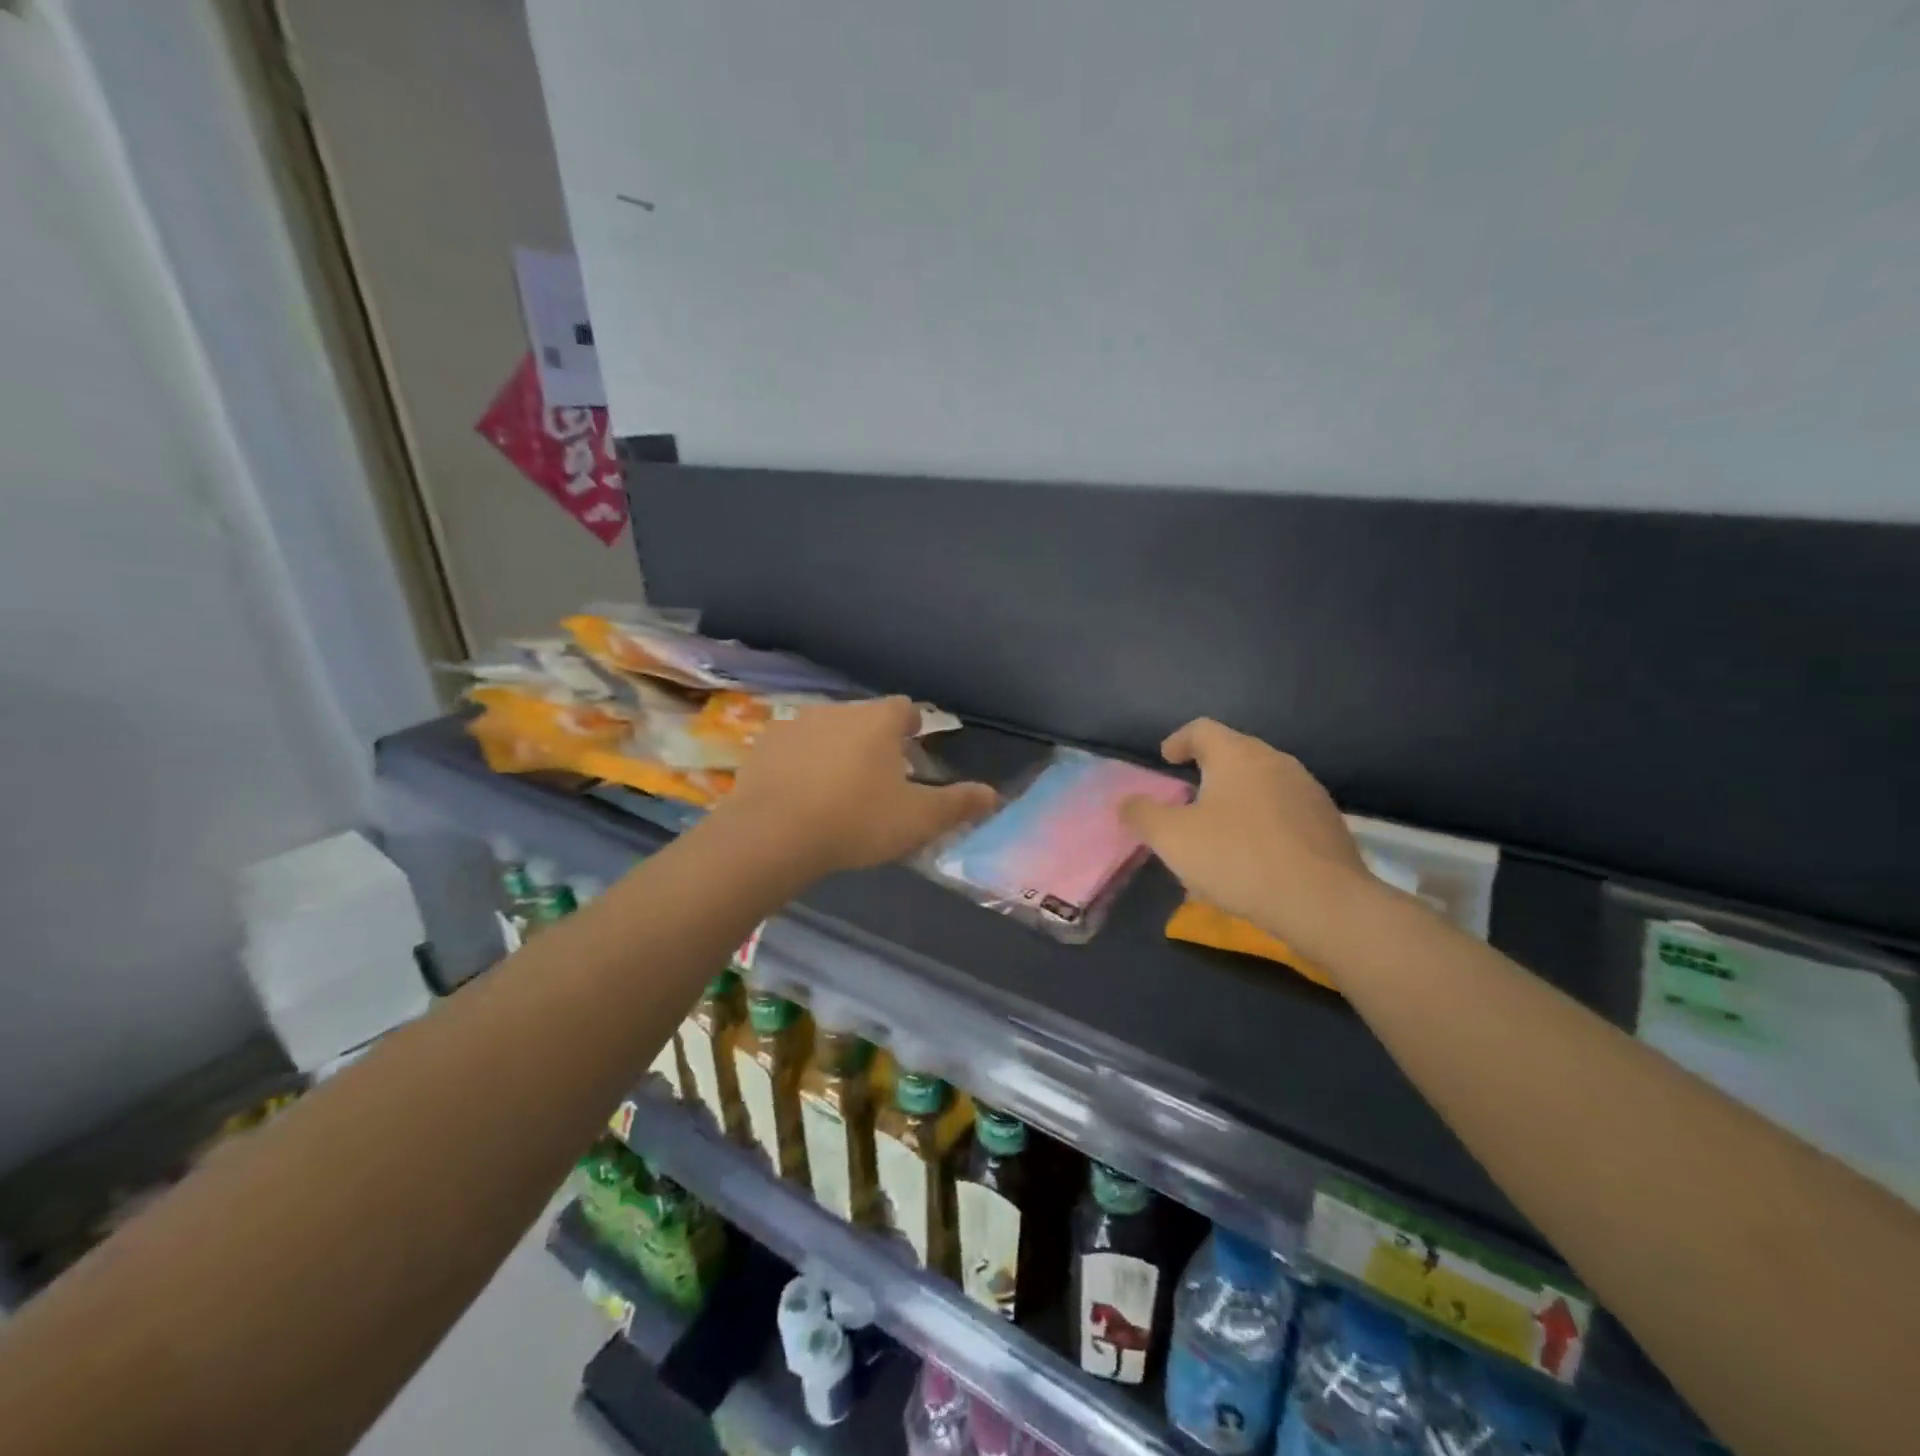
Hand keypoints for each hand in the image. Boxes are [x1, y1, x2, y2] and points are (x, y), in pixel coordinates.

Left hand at [719, 697, 995, 875]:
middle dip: (874, 741)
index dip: (911, 727)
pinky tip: (800, 794)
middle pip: (864, 718)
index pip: (905, 708)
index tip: (912, 749)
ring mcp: (796, 724)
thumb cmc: (856, 820)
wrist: (773, 834)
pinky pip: (792, 748)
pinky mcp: (763, 745)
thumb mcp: (917, 819)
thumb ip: (957, 804)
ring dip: (836, 749)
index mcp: (878, 720)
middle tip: (878, 778)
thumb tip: (992, 794)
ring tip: (837, 788)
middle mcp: (838, 710)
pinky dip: (800, 763)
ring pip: (826, 730)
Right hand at [1119, 718, 1367, 931]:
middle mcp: (1276, 762)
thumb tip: (1125, 802)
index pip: (1202, 729)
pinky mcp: (1328, 822)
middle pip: (1235, 753)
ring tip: (1220, 830)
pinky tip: (1254, 855)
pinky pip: (1284, 811)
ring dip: (1237, 798)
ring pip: (1262, 783)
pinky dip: (1262, 822)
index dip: (1179, 740)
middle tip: (1188, 796)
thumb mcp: (1172, 838)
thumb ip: (1143, 814)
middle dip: (1208, 770)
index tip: (1166, 758)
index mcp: (1237, 755)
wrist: (1323, 902)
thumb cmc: (1237, 858)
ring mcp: (1308, 791)